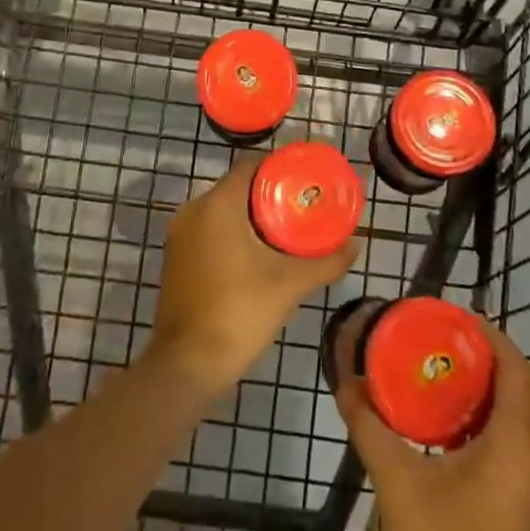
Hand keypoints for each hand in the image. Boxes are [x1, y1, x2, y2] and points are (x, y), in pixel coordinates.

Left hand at [150, 154, 356, 393]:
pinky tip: (255, 255)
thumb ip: (325, 262)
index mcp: (218, 204)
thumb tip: (354, 245)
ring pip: (221, 210)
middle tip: (301, 209)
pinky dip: (231, 234)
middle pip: (237, 187)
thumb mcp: (290, 285)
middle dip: (268, 195)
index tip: (304, 182)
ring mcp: (179, 234)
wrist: (187, 365)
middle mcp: (193, 210)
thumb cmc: (239, 313)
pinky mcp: (175, 257)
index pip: (251, 166)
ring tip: (284, 232)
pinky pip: (208, 230)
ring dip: (249, 216)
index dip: (279, 168)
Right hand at [335, 312, 529, 530]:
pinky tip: (436, 447)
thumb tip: (346, 383)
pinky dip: (475, 439)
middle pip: (511, 397)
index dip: (489, 335)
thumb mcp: (398, 486)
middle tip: (426, 348)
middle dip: (471, 367)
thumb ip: (371, 427)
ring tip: (425, 388)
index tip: (452, 317)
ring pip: (507, 432)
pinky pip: (504, 462)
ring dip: (471, 406)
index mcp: (517, 448)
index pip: (516, 368)